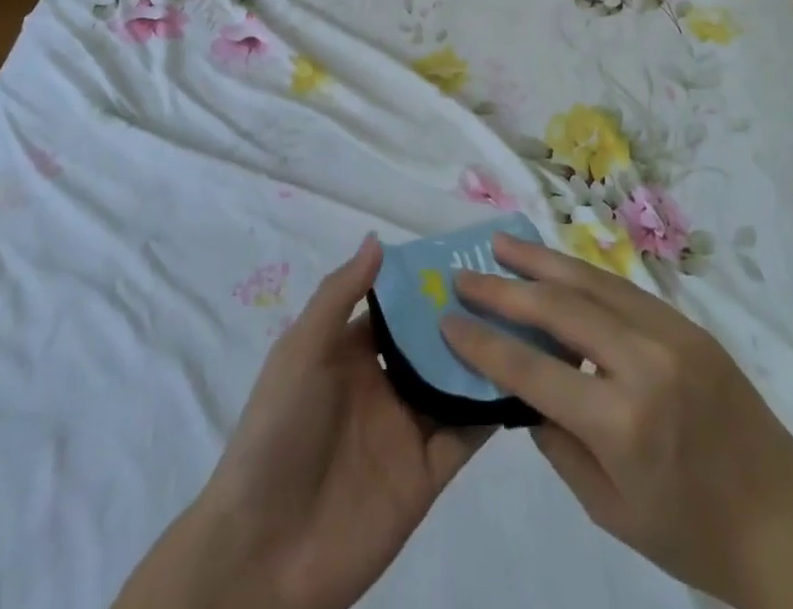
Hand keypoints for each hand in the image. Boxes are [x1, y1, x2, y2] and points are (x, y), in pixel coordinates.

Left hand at [115, 236, 488, 608]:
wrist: (264, 552)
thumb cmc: (278, 433)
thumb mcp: (301, 352)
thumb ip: (339, 295)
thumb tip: (377, 239)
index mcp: (350, 353)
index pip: (397, 308)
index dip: (425, 282)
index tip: (467, 253)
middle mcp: (383, 384)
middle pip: (431, 342)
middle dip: (464, 314)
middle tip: (510, 282)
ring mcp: (407, 429)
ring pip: (455, 381)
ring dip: (484, 355)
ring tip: (528, 320)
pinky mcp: (427, 473)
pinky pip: (466, 434)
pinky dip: (492, 408)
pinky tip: (525, 377)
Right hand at [441, 233, 792, 608]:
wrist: (789, 530)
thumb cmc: (693, 537)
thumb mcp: (609, 508)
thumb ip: (557, 440)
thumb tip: (522, 384)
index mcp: (620, 423)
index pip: (532, 369)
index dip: (484, 341)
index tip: (448, 317)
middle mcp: (643, 364)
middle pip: (558, 308)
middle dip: (504, 288)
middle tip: (465, 270)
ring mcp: (671, 335)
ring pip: (591, 283)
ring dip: (541, 262)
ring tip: (503, 245)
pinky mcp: (689, 325)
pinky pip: (624, 290)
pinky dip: (582, 275)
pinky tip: (557, 267)